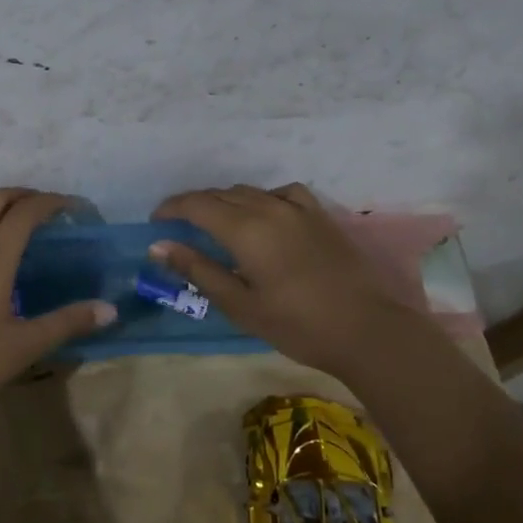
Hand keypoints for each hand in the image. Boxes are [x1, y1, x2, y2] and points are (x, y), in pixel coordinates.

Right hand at [151, 183, 417, 377]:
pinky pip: (282, 193)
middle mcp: (268, 207)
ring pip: (249, 192)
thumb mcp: (239, 304)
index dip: (171, 208)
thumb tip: (159, 246)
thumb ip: (198, 269)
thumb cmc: (296, 324)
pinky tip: (264, 214)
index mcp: (244, 229)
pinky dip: (262, 198)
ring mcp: (298, 208)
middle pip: (220, 194)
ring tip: (215, 222)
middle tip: (178, 226)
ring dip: (225, 201)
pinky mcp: (320, 216)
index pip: (196, 204)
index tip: (155, 221)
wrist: (367, 330)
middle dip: (194, 205)